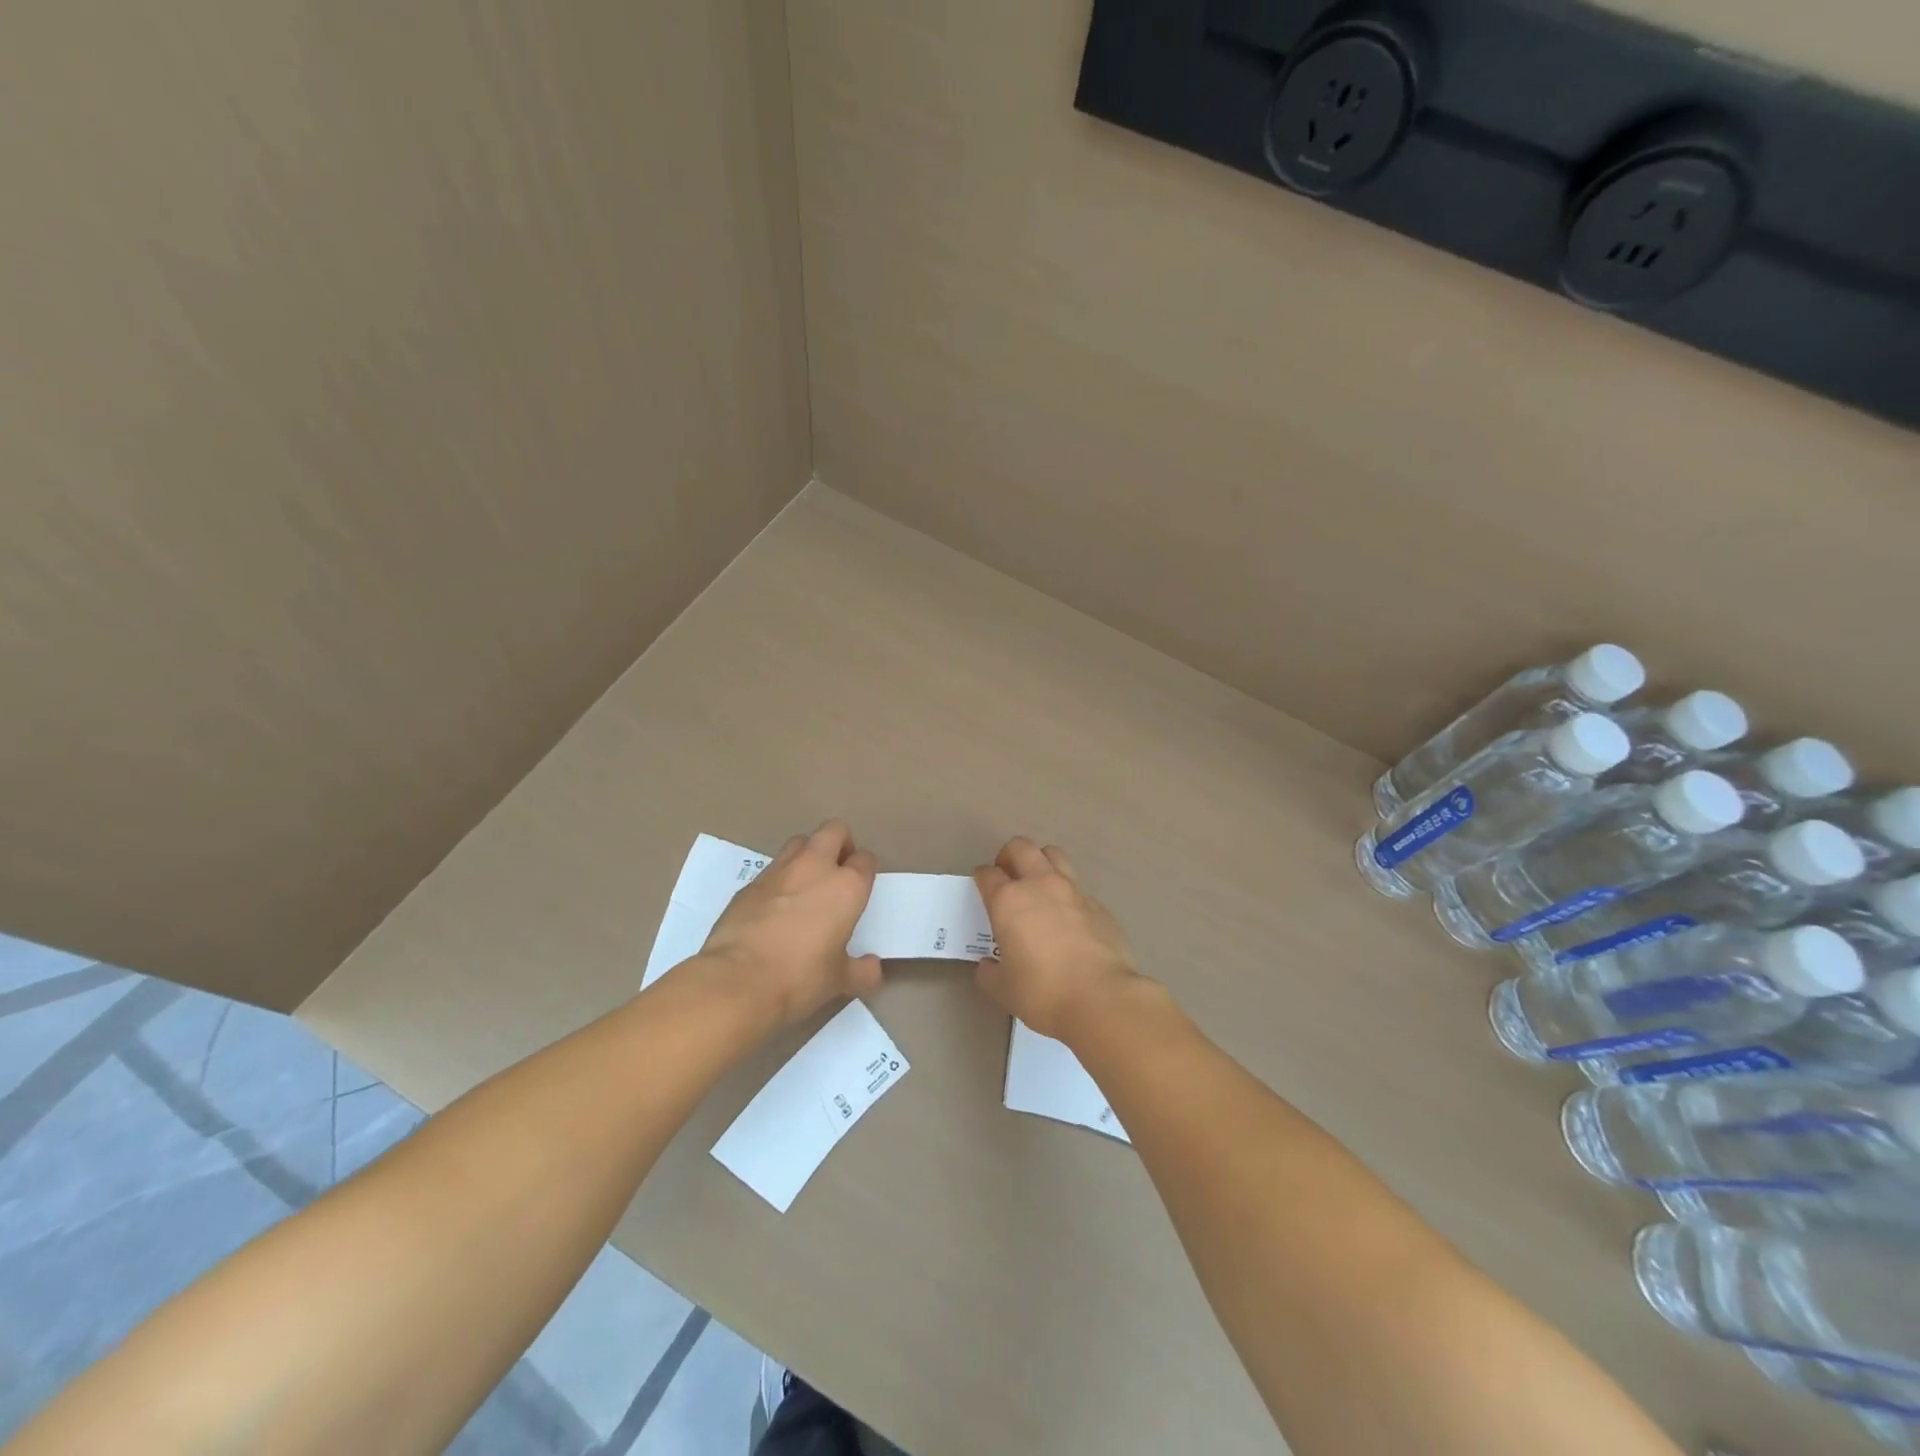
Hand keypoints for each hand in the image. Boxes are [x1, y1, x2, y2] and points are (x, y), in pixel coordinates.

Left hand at [700, 821, 883, 1023]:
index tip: (860, 888)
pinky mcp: (749, 884)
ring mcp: (778, 871)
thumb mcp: (839, 981)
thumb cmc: (800, 978)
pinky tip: (775, 908)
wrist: (737, 981)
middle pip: (834, 831)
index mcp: (846, 886)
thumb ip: (861, 971)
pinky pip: (772, 870)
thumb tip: (873, 967)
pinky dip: (779, 880)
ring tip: (806, 885)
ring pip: (800, 842)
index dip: (865, 871)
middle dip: (840, 844)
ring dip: (808, 855)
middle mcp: (815, 867)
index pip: (865, 860)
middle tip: (838, 871)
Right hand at [972, 837, 1146, 1040]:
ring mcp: (1073, 891)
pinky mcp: (1099, 905)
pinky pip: (1079, 889)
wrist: (1101, 999)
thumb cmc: (1042, 992)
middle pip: (1021, 847)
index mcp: (1008, 901)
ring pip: (1054, 855)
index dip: (982, 879)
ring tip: (1039, 887)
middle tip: (1008, 877)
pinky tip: (1070, 921)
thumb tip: (988, 965)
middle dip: (1009, 856)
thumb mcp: (1003, 989)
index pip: (987, 874)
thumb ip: (990, 972)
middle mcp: (1040, 885)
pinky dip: (1068, 896)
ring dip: (1042, 863)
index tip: (982, 889)